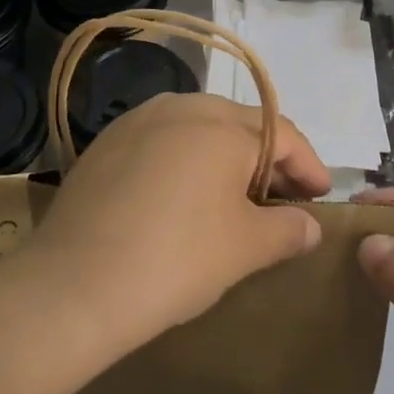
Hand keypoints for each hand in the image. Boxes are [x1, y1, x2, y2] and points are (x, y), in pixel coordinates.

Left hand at [28, 93, 329, 353]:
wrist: (72, 286)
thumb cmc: (176, 260)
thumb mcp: (245, 249)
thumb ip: (288, 230)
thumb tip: (309, 225)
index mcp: (222, 125)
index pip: (283, 134)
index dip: (309, 166)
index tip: (320, 198)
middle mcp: (182, 107)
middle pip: (241, 125)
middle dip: (268, 159)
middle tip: (282, 200)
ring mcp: (138, 121)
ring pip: (199, 129)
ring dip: (226, 157)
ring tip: (235, 198)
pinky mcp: (107, 144)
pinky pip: (163, 142)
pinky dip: (186, 162)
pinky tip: (183, 197)